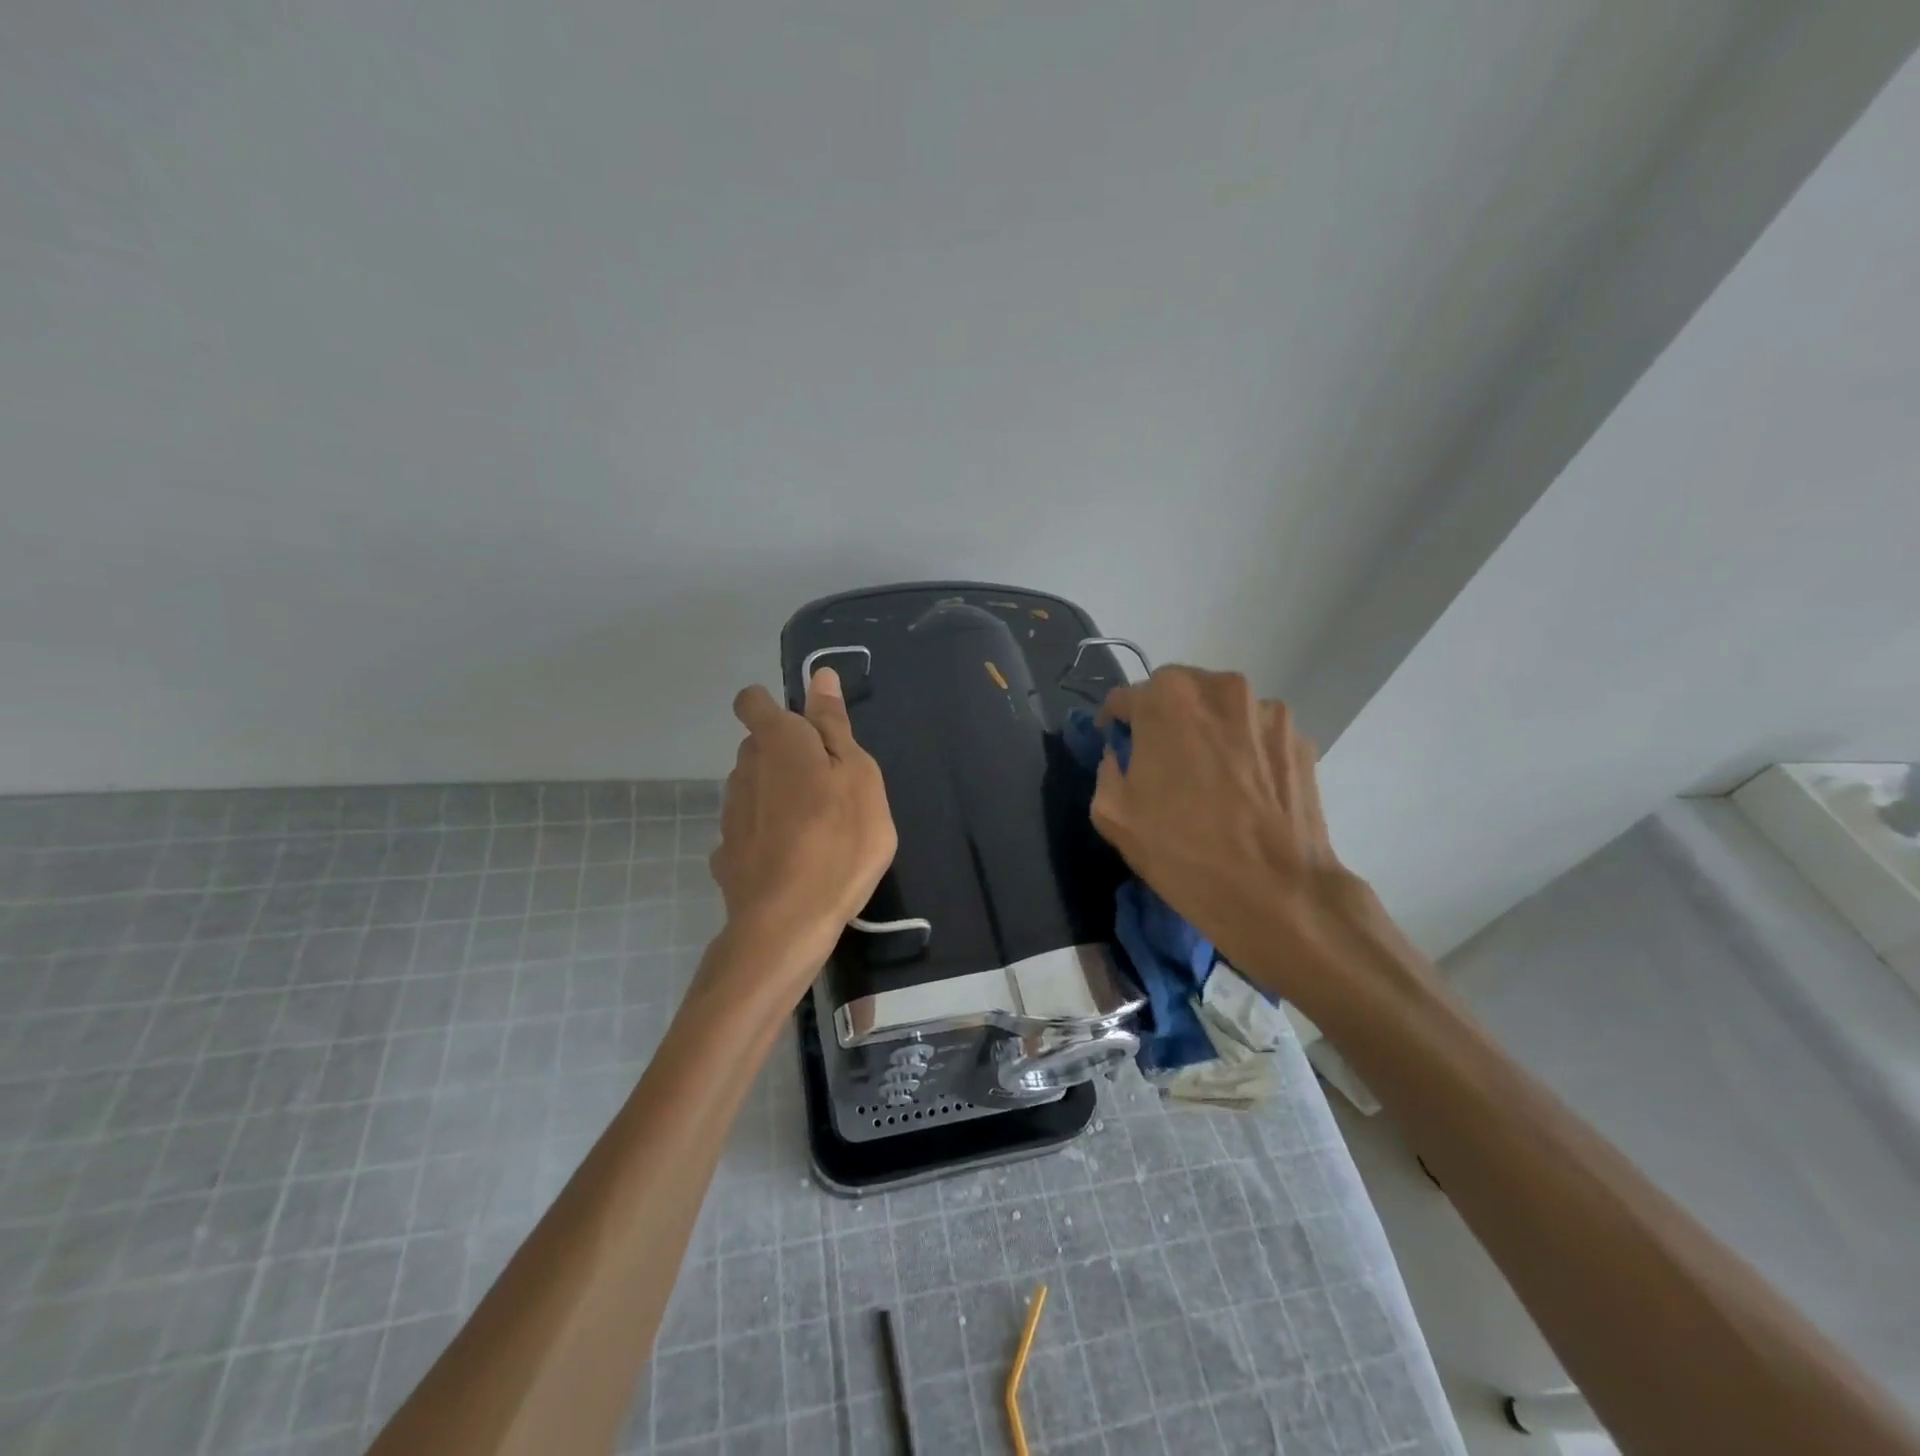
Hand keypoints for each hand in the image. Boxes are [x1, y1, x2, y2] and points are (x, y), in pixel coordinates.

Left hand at [708, 668, 897, 992]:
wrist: (788, 921)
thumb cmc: (840, 838)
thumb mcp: (858, 775)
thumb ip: (834, 725)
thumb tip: (819, 677)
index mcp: (778, 741)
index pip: (753, 701)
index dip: (771, 704)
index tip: (804, 727)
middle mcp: (744, 769)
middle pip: (759, 747)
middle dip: (787, 754)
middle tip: (829, 786)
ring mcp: (730, 814)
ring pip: (754, 788)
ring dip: (778, 795)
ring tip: (816, 828)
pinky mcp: (726, 854)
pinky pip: (750, 830)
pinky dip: (767, 835)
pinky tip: (790, 861)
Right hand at [1091, 666, 1363, 996]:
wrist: (1277, 893)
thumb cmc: (1183, 852)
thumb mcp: (1113, 814)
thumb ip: (1107, 770)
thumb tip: (1120, 756)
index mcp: (1167, 698)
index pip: (1126, 698)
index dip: (1116, 723)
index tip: (1116, 746)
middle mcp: (1220, 688)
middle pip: (1178, 694)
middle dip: (1163, 720)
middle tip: (1161, 762)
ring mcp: (1268, 711)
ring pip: (1221, 710)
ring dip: (1207, 732)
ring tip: (1208, 779)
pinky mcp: (1300, 739)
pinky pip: (1256, 734)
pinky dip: (1244, 750)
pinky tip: (1243, 791)